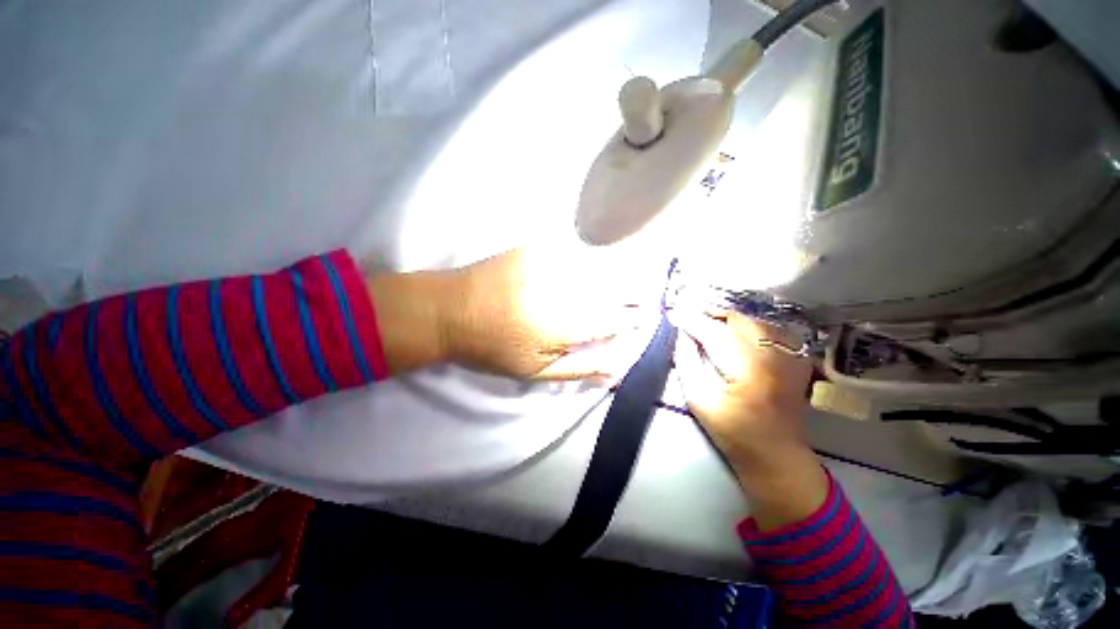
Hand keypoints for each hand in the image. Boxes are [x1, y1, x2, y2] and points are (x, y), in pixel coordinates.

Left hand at [368, 247, 658, 379]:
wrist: (447, 309)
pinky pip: (574, 253)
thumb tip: (616, 368)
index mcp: (559, 327)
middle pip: (610, 288)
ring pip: (597, 267)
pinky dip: (591, 261)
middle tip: (645, 297)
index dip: (631, 319)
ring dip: (617, 275)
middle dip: (634, 292)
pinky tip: (595, 268)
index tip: (646, 318)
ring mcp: (546, 263)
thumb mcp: (533, 371)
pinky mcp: (535, 247)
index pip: (610, 320)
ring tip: (628, 282)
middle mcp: (558, 291)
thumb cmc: (490, 348)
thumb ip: (578, 367)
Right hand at [673, 310, 827, 529]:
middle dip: (710, 313)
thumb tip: (681, 334)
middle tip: (690, 317)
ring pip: (753, 320)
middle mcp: (772, 354)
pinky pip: (768, 328)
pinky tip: (735, 334)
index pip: (713, 331)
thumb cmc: (733, 431)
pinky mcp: (796, 358)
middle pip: (736, 318)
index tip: (673, 314)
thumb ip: (686, 361)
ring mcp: (789, 354)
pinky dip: (748, 326)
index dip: (691, 319)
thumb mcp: (699, 399)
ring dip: (728, 318)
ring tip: (708, 323)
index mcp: (746, 368)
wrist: (777, 454)